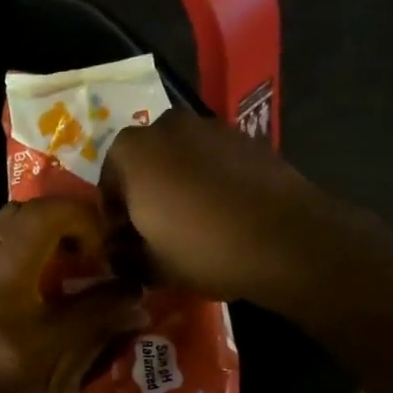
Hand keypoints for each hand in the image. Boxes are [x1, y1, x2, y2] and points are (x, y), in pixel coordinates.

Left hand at [0, 199, 147, 392]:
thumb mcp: (55, 385)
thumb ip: (96, 336)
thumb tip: (135, 302)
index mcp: (22, 328)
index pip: (83, 287)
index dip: (113, 275)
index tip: (115, 268)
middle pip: (34, 219)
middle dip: (72, 218)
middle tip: (88, 246)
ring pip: (5, 219)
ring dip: (40, 223)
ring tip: (57, 250)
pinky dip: (10, 236)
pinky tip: (23, 261)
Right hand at [100, 109, 324, 303]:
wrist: (285, 239)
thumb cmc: (203, 250)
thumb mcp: (152, 266)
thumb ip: (125, 257)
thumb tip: (118, 255)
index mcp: (132, 152)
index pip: (107, 184)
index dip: (114, 217)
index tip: (125, 242)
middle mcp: (167, 126)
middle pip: (145, 162)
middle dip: (146, 192)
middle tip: (156, 230)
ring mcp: (211, 127)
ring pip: (181, 157)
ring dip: (179, 183)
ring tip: (192, 222)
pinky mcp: (248, 138)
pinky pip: (215, 160)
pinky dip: (212, 179)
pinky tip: (224, 212)